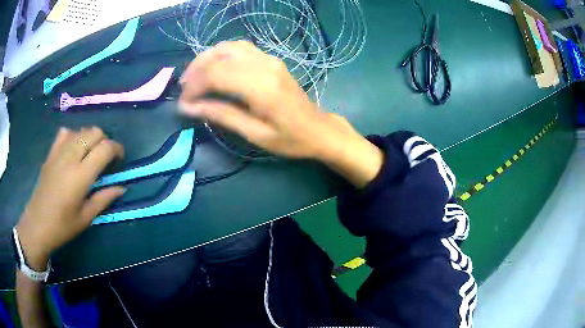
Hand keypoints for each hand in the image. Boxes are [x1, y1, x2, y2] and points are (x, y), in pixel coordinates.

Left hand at [16, 127, 123, 270]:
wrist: (37, 224)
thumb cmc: (63, 226)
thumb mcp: (86, 218)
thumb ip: (104, 199)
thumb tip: (121, 188)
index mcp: (81, 175)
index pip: (105, 148)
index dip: (117, 149)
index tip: (119, 160)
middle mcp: (71, 157)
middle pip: (94, 132)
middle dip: (105, 141)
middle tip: (105, 159)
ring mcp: (58, 153)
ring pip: (81, 130)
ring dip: (90, 138)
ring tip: (90, 154)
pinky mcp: (50, 153)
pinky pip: (64, 133)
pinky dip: (73, 136)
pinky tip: (73, 149)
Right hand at [179, 41, 382, 187]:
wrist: (319, 129)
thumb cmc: (289, 139)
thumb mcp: (254, 133)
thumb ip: (220, 115)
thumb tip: (188, 107)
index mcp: (260, 87)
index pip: (214, 75)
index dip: (193, 87)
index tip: (183, 104)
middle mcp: (264, 65)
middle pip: (218, 57)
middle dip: (195, 72)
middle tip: (184, 90)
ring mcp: (269, 58)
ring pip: (227, 47)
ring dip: (206, 60)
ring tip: (194, 79)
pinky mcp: (271, 59)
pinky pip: (239, 47)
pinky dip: (221, 55)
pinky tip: (214, 68)